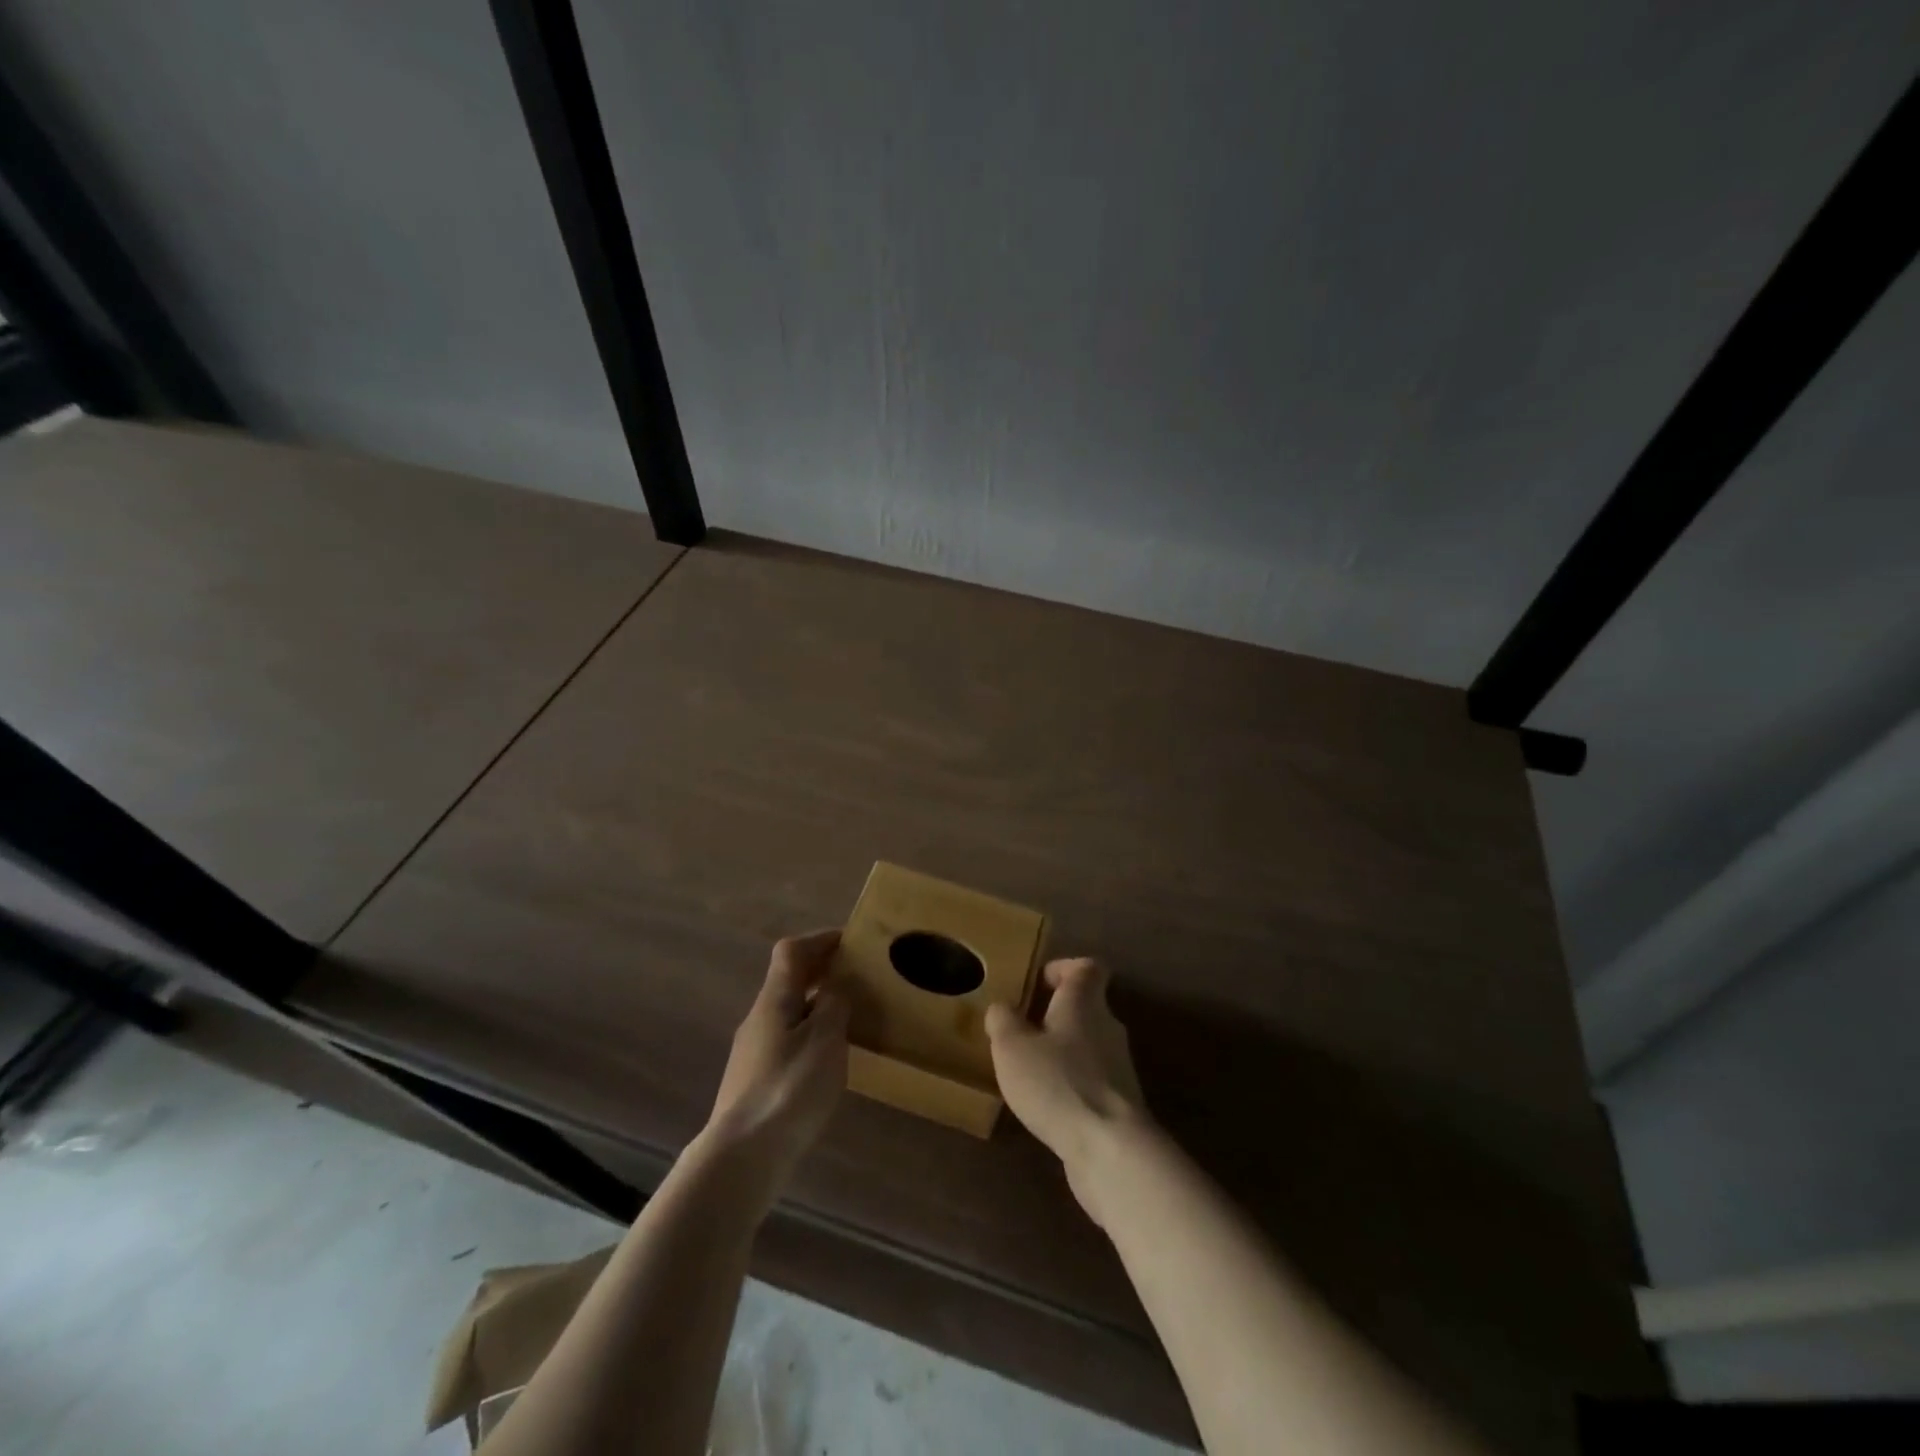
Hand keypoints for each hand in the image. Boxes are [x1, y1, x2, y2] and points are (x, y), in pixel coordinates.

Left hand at [705, 931, 849, 1192]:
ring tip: (847, 1018)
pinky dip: (808, 1035)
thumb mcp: (825, 1040)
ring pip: (787, 1012)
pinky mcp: (753, 1082)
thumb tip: (835, 987)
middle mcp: (758, 1018)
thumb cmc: (789, 1089)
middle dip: (820, 972)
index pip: (792, 952)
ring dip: (815, 1005)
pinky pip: (785, 1041)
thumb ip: (834, 1006)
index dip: (819, 940)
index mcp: (774, 1000)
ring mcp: (752, 1052)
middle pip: (787, 981)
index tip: (850, 941)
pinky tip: (825, 1060)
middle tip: (856, 978)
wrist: (741, 1157)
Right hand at [986, 957, 1148, 1223]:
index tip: (1038, 981)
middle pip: (1086, 1005)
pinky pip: (1092, 1078)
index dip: (1064, 968)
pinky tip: (1046, 1102)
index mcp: (1085, 1001)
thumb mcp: (1012, 1047)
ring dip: (1062, 1050)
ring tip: (1028, 1068)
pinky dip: (1071, 1082)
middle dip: (1055, 1013)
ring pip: (1088, 1044)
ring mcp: (1118, 1066)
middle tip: (1021, 1027)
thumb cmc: (1058, 1083)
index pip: (1087, 967)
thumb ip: (1003, 1020)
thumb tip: (1002, 1008)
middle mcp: (1108, 1026)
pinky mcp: (1119, 1102)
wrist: (1111, 1149)